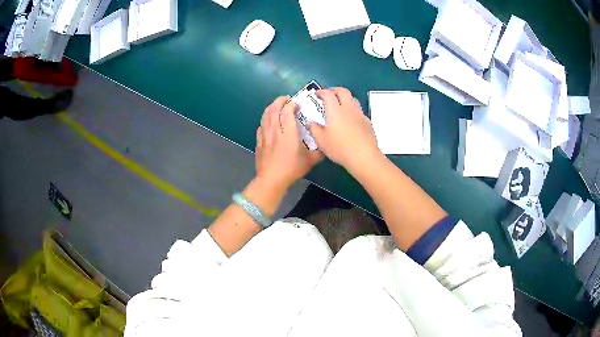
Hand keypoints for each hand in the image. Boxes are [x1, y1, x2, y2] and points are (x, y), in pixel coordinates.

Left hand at [255, 96, 322, 191]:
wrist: (271, 180)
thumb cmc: (291, 169)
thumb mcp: (310, 161)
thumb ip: (319, 152)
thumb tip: (325, 145)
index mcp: (288, 133)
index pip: (287, 111)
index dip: (292, 104)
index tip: (297, 104)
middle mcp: (275, 130)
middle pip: (274, 109)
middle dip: (280, 101)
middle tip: (287, 99)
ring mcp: (265, 135)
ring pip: (266, 115)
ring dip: (271, 107)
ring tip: (277, 105)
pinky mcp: (259, 141)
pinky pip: (261, 125)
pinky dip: (265, 120)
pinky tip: (269, 122)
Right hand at [307, 87, 380, 171]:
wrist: (364, 156)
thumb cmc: (340, 148)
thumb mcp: (321, 141)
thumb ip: (314, 129)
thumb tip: (311, 123)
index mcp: (335, 110)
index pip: (328, 94)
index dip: (321, 92)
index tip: (317, 94)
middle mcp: (348, 108)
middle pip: (343, 91)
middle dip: (334, 90)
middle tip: (329, 96)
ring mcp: (360, 114)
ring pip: (353, 99)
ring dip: (345, 98)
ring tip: (340, 106)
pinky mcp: (367, 122)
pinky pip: (359, 111)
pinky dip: (352, 110)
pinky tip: (350, 120)